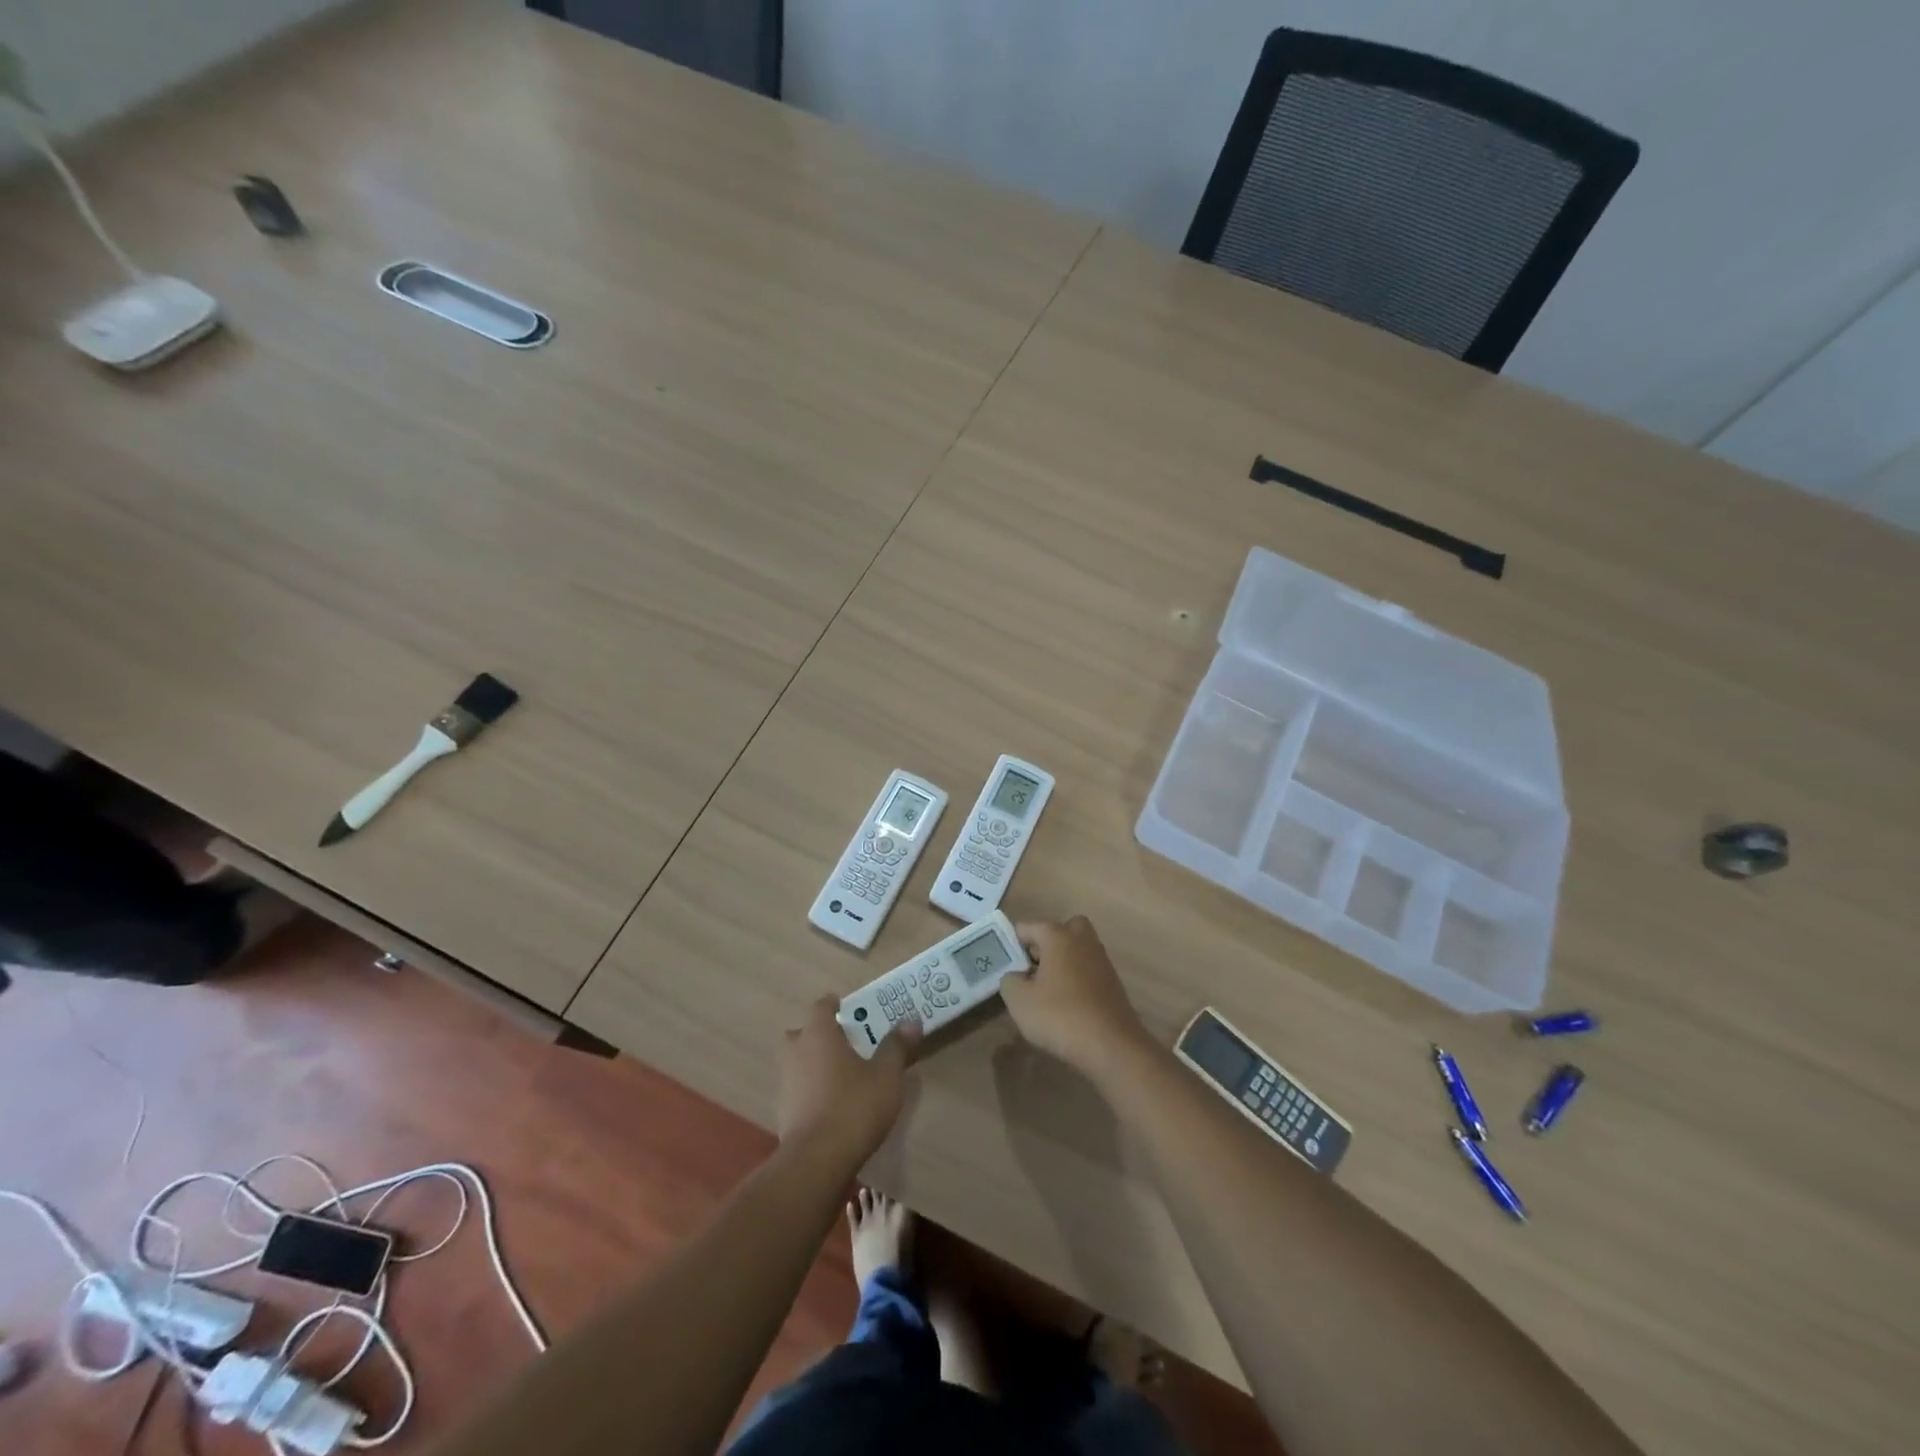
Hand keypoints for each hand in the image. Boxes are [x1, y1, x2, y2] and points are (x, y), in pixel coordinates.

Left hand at [777, 995, 917, 1165]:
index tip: (851, 1009)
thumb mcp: (886, 1074)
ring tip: (845, 1075)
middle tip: (849, 1043)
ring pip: (800, 1061)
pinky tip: (834, 1104)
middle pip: (805, 1033)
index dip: (835, 1005)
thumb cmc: (854, 1105)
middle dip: (823, 1035)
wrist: (817, 1161)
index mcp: (818, 1033)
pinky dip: (814, 1089)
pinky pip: (800, 1088)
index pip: (821, 1006)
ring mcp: (786, 1082)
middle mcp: (796, 1051)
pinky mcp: (784, 1112)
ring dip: (817, 1063)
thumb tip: (911, 1022)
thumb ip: (896, 1046)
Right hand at [1001, 917, 1153, 1077]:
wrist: (1112, 1046)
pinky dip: (1077, 981)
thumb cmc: (1060, 1015)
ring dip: (1062, 963)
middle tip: (1032, 969)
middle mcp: (1082, 940)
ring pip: (1077, 950)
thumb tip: (1016, 976)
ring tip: (1046, 992)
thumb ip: (1010, 980)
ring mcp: (1101, 960)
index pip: (1027, 927)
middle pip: (1060, 930)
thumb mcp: (1019, 1000)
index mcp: (1058, 936)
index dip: (1013, 945)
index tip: (1006, 967)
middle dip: (1045, 945)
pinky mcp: (1113, 983)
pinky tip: (1067, 1005)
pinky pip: (1088, 971)